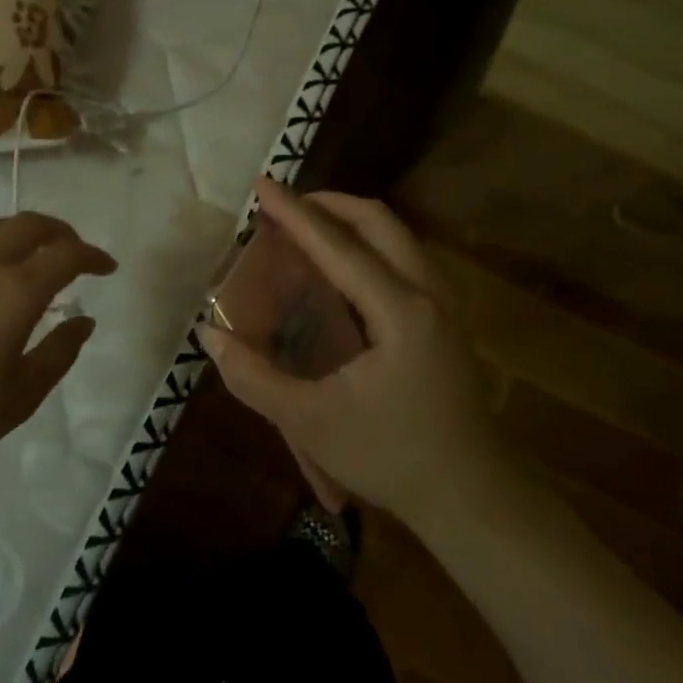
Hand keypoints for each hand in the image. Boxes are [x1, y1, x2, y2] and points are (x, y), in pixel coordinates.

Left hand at [0, 213, 116, 485]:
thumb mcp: (22, 395)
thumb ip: (60, 351)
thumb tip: (84, 320)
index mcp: (13, 292)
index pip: (66, 255)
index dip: (93, 256)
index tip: (106, 268)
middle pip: (28, 225)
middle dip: (60, 232)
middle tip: (74, 253)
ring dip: (20, 234)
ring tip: (31, 256)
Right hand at [199, 178, 513, 527]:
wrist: (471, 497)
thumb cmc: (391, 457)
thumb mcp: (311, 422)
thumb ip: (255, 378)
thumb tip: (211, 337)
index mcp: (399, 312)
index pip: (338, 246)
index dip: (294, 214)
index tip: (261, 185)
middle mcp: (427, 294)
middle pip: (378, 221)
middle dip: (328, 204)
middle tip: (285, 207)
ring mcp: (444, 305)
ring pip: (397, 235)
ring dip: (351, 221)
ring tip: (308, 229)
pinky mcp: (446, 320)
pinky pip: (404, 257)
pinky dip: (369, 245)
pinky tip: (343, 269)